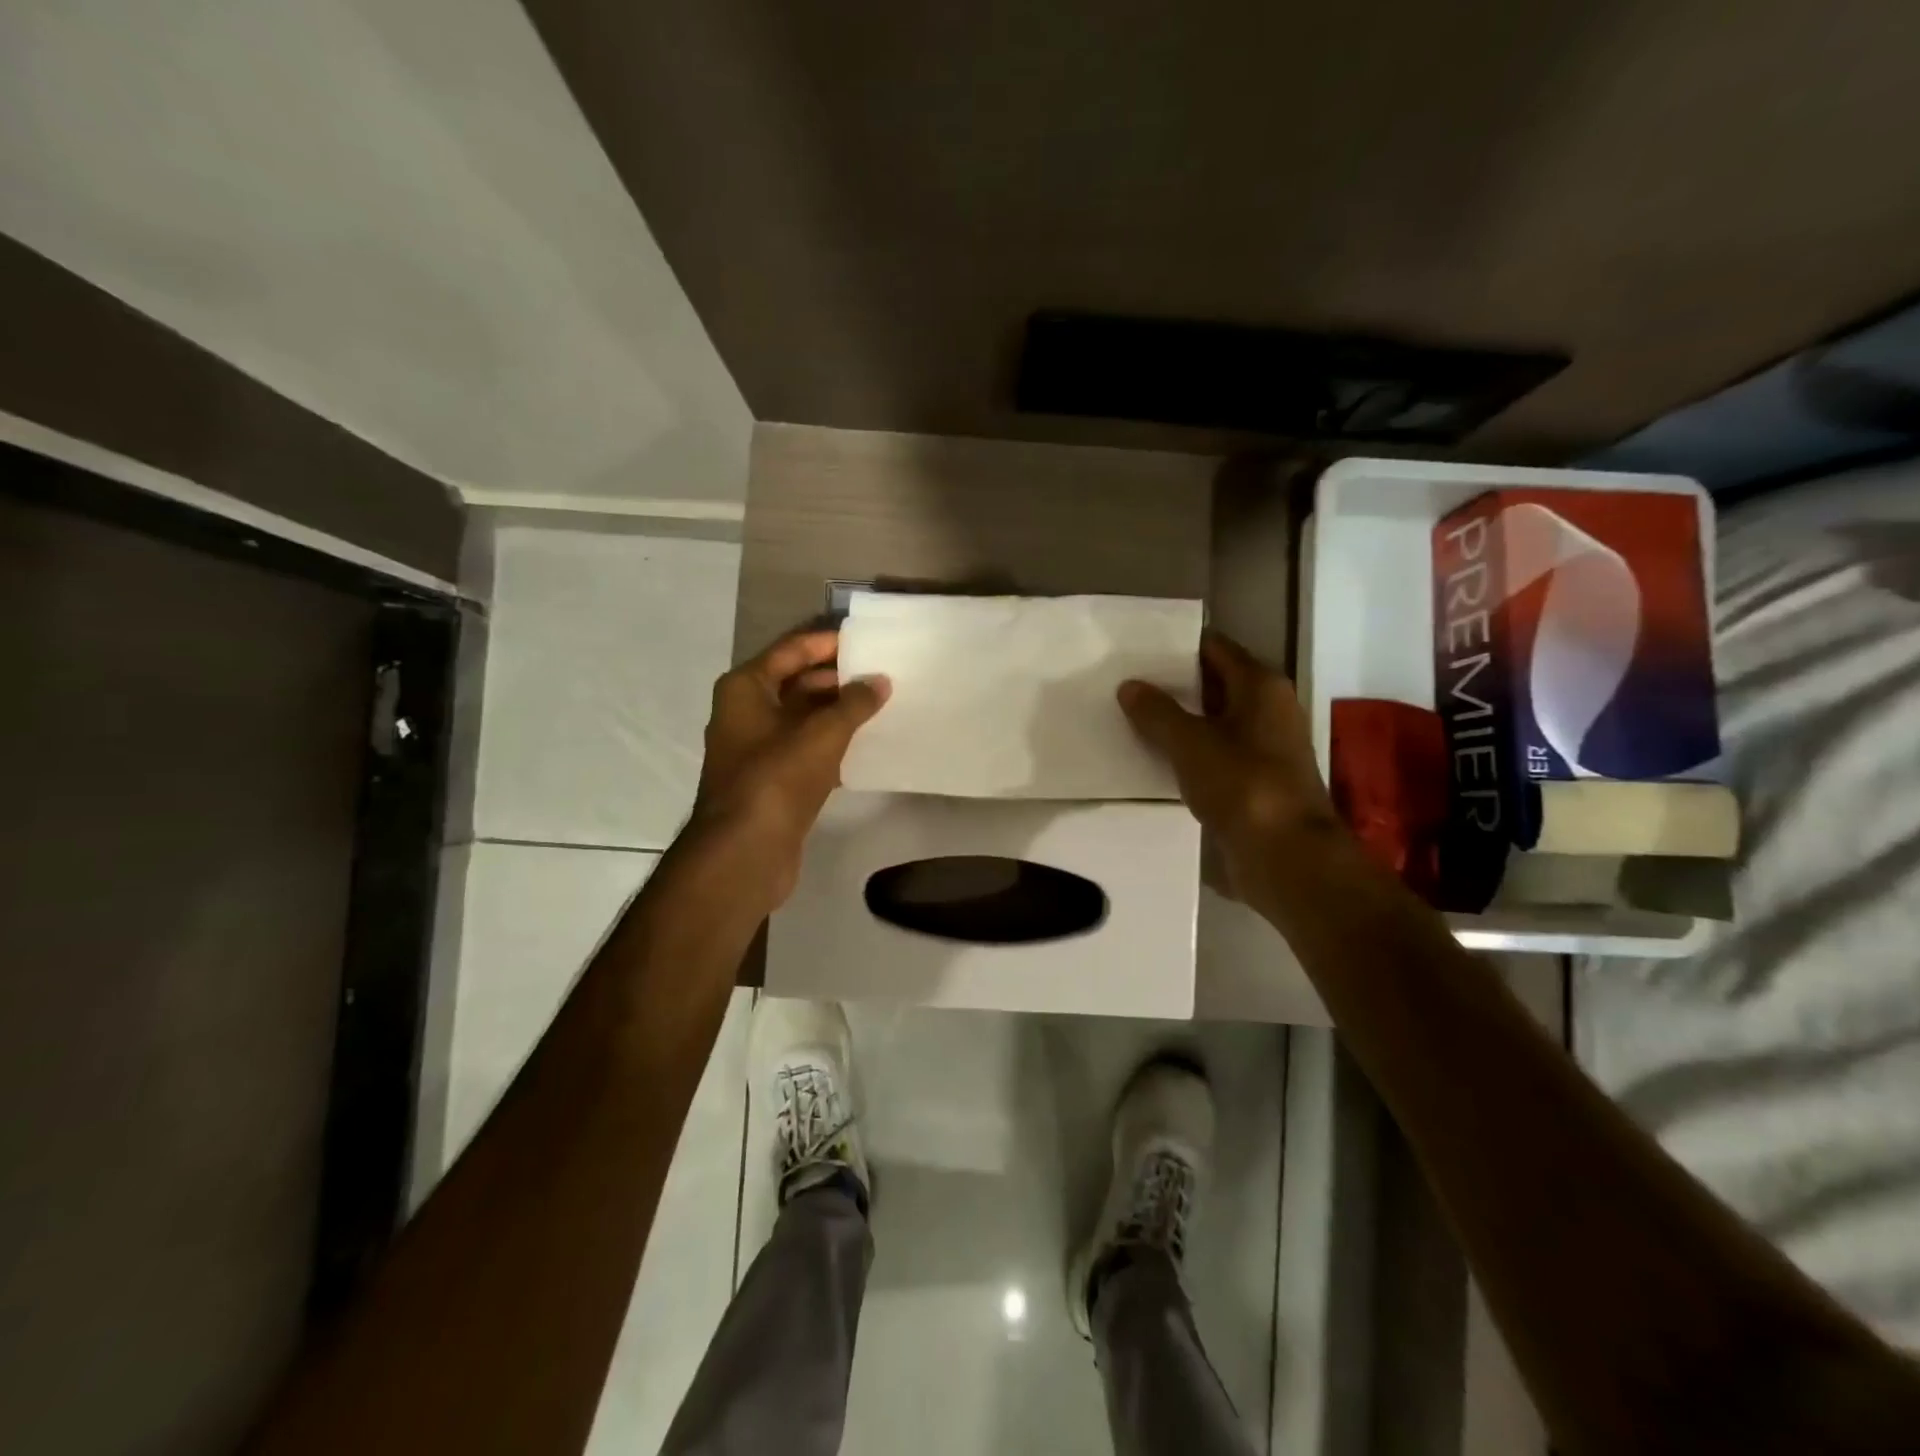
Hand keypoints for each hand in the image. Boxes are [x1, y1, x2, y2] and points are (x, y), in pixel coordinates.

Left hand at [688, 628, 889, 906]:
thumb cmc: (777, 779)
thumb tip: (879, 681)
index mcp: (746, 689)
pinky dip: (833, 744)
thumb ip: (854, 703)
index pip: (791, 651)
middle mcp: (746, 712)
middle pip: (797, 683)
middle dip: (838, 679)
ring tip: (882, 705)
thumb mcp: (822, 734)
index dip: (827, 643)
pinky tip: (866, 745)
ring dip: (838, 713)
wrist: (745, 852)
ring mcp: (757, 749)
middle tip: (881, 674)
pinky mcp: (772, 780)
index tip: (866, 640)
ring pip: (804, 718)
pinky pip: (806, 749)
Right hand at [1118, 629, 1342, 902]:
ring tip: (1130, 718)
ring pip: (1212, 722)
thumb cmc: (1243, 785)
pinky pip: (1214, 754)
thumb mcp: (1190, 743)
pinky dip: (1187, 753)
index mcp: (1261, 687)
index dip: (1178, 646)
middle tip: (1124, 682)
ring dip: (1178, 722)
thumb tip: (1130, 686)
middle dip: (1172, 685)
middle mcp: (1268, 710)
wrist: (1285, 856)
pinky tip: (1153, 758)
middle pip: (1213, 684)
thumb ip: (1157, 712)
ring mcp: (1263, 748)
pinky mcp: (1254, 782)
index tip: (1137, 649)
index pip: (1215, 648)